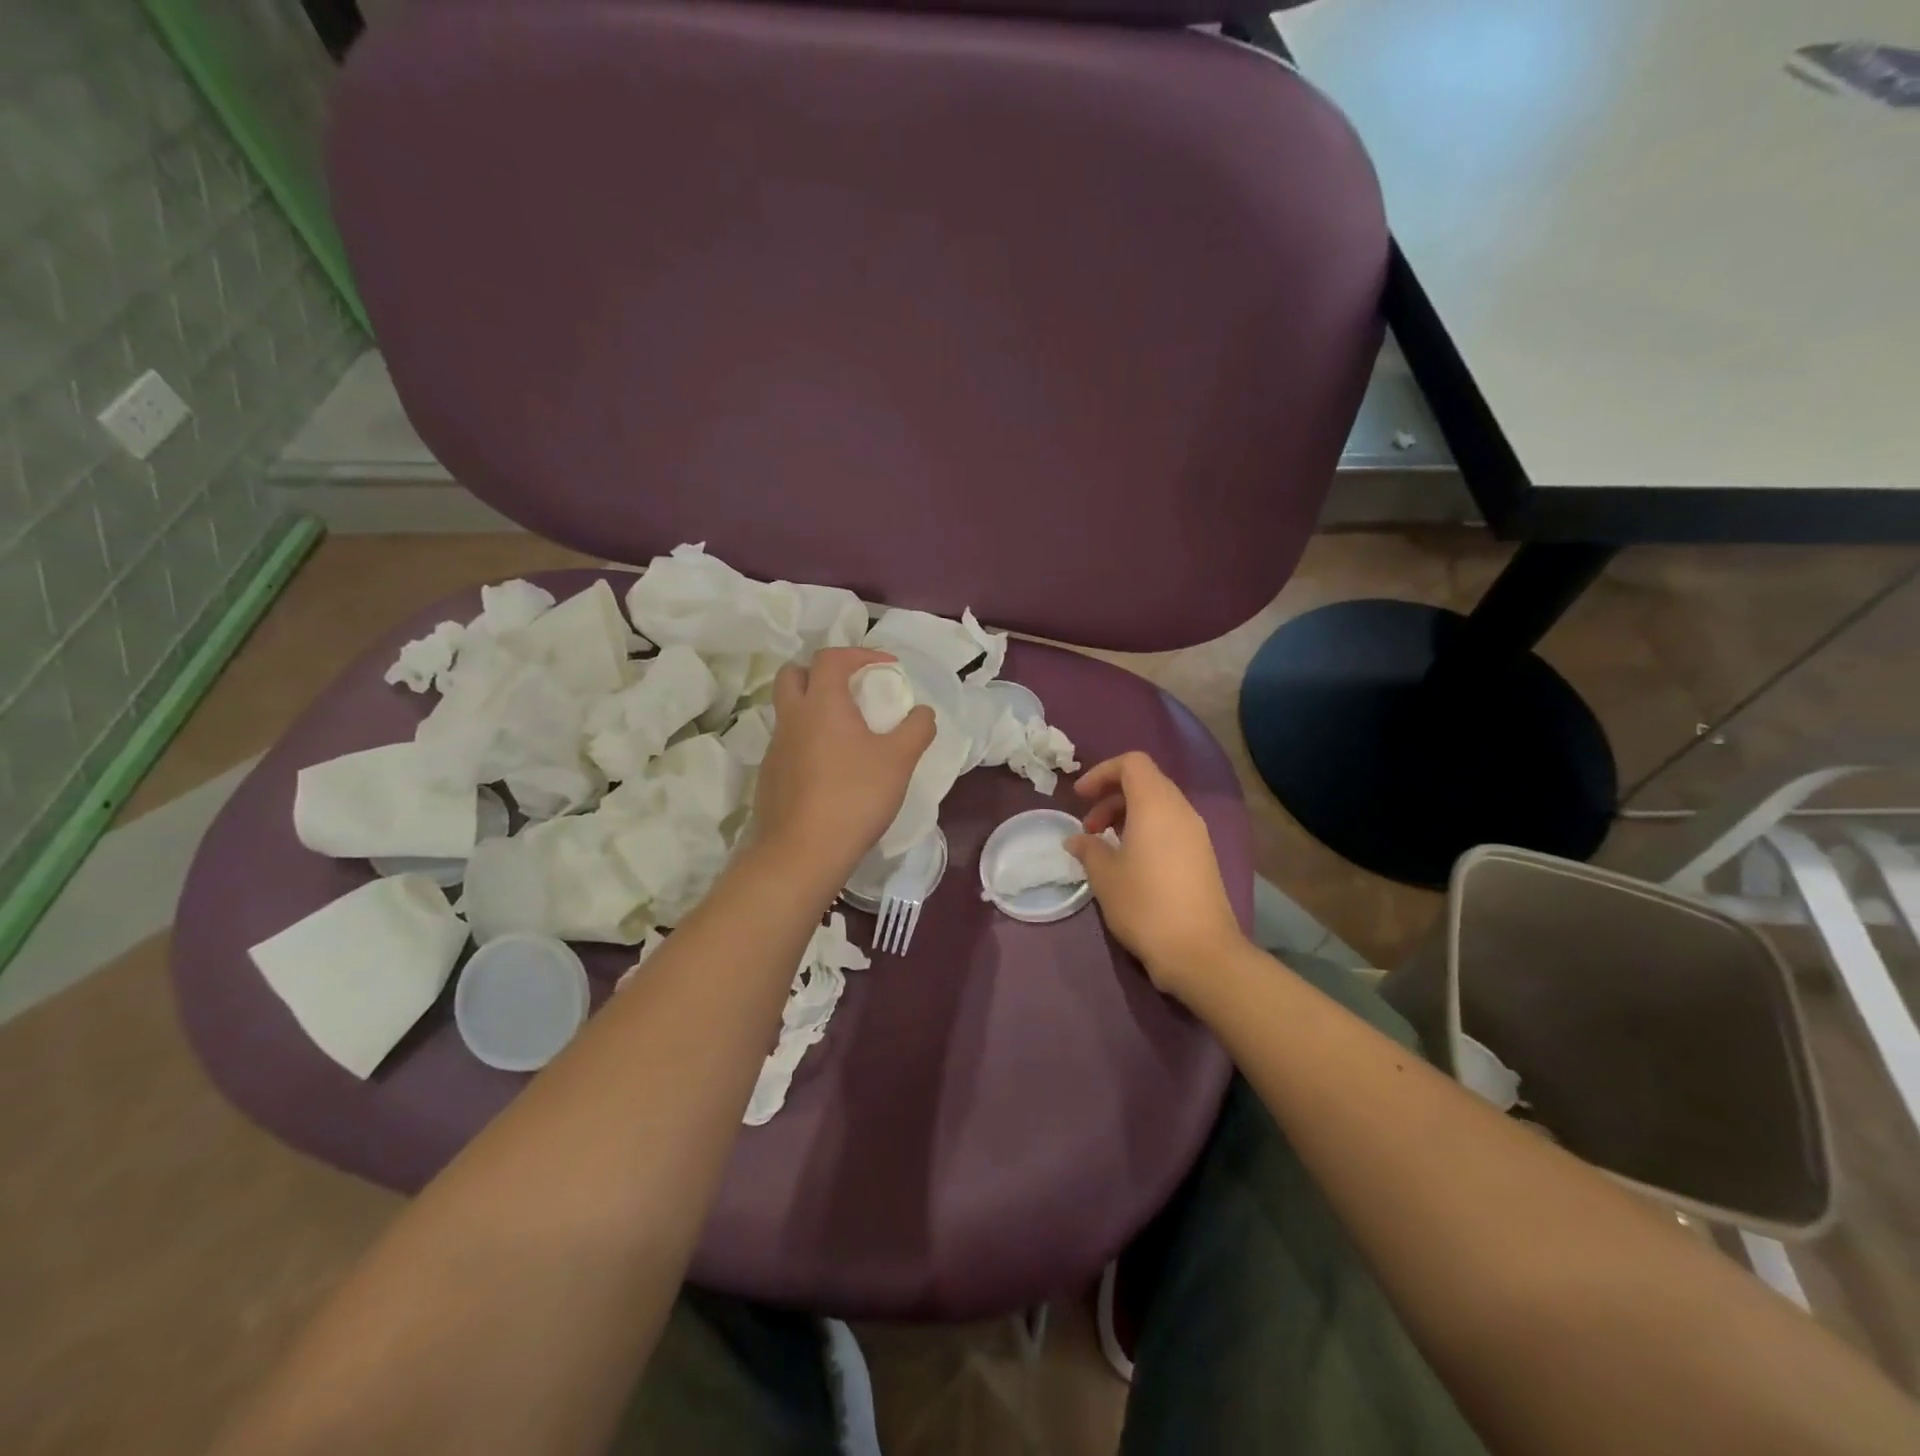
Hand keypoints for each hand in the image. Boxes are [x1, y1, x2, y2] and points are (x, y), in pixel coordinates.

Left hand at [753, 649, 935, 880]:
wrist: (802, 852)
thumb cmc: (854, 796)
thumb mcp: (899, 760)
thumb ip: (916, 729)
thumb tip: (922, 712)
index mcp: (821, 702)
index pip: (832, 657)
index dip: (860, 654)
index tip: (886, 668)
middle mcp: (792, 717)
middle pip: (794, 674)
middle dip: (821, 672)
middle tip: (850, 689)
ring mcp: (775, 748)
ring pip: (788, 711)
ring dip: (814, 709)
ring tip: (846, 732)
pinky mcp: (769, 777)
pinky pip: (787, 743)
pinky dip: (807, 741)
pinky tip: (830, 768)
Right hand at [1067, 751, 1245, 1001]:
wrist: (1200, 952)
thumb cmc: (1145, 905)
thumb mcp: (1105, 876)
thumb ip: (1088, 848)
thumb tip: (1077, 839)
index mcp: (1156, 805)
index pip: (1132, 763)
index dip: (1102, 773)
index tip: (1080, 797)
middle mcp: (1181, 810)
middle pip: (1146, 782)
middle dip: (1111, 796)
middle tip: (1089, 828)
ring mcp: (1197, 834)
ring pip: (1159, 805)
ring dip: (1127, 815)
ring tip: (1105, 847)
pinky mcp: (1203, 857)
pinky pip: (1171, 827)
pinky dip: (1146, 831)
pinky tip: (1130, 863)